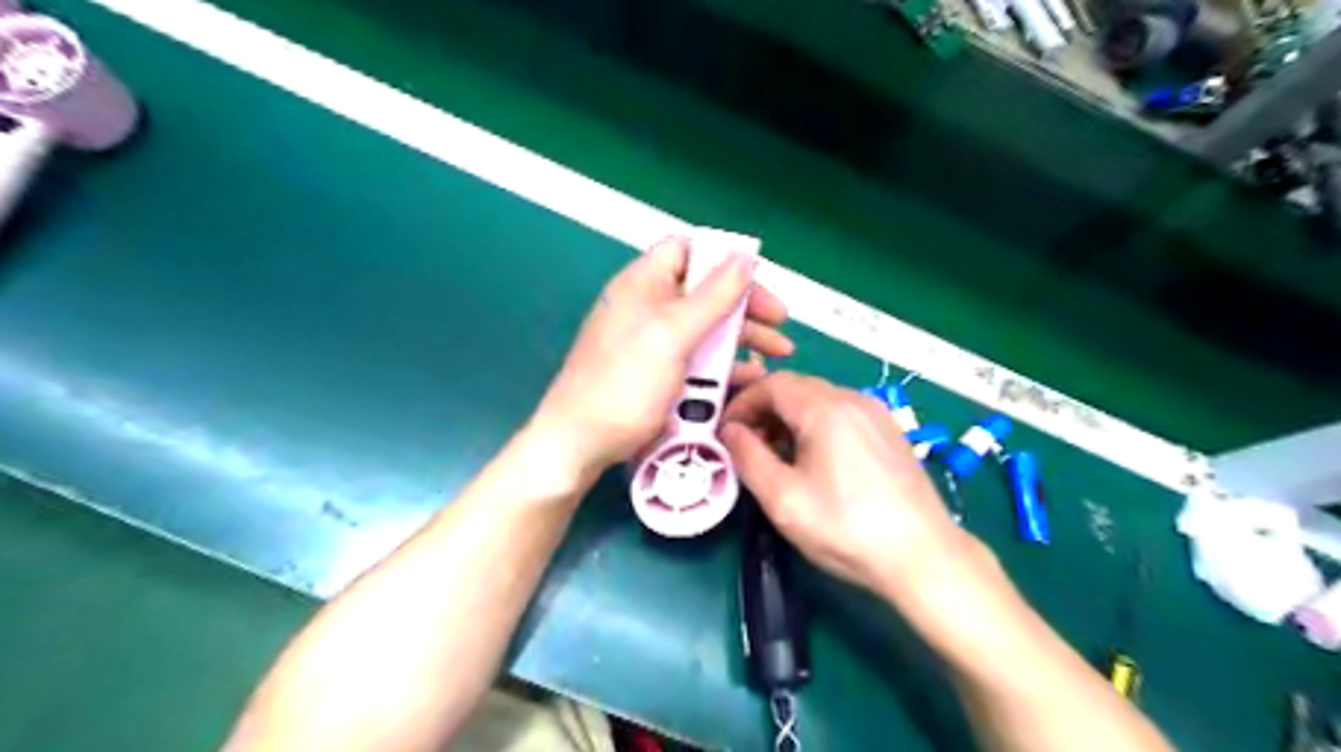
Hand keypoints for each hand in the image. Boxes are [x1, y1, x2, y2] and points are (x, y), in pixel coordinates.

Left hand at [534, 238, 787, 474]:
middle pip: (704, 291)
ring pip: (706, 327)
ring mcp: (653, 342)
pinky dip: (725, 364)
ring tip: (780, 353)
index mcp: (643, 284)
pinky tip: (752, 377)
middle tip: (780, 322)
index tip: (756, 278)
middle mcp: (648, 306)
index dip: (722, 258)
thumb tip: (745, 256)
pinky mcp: (659, 373)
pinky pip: (698, 359)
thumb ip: (713, 295)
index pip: (685, 249)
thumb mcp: (673, 334)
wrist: (581, 443)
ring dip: (742, 337)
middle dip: (745, 304)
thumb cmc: (625, 382)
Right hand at [722, 372, 974, 597]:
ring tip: (776, 455)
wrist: (923, 556)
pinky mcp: (890, 432)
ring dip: (789, 418)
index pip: (772, 383)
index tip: (725, 431)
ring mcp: (876, 414)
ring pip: (820, 400)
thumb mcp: (783, 498)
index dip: (742, 402)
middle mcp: (852, 399)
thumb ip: (748, 457)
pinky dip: (816, 425)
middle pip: (796, 387)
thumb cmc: (846, 528)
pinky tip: (814, 460)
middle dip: (764, 410)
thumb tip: (729, 431)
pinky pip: (842, 413)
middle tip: (746, 444)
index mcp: (825, 409)